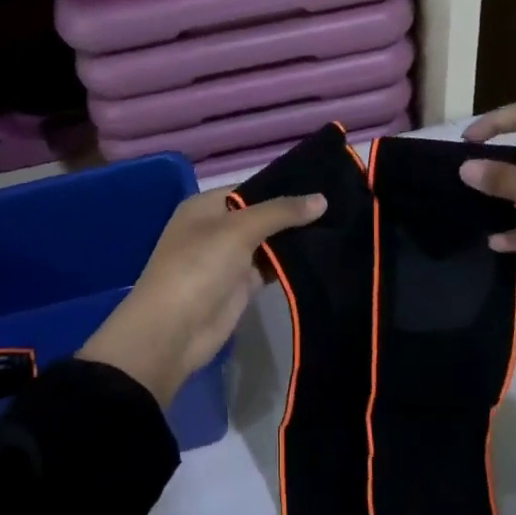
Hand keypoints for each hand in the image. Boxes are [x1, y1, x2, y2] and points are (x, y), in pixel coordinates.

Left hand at [80, 189, 326, 404]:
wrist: (174, 330)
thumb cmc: (198, 266)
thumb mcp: (238, 230)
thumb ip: (280, 212)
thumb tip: (321, 199)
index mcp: (206, 206)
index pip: (251, 188)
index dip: (284, 186)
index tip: (324, 183)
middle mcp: (217, 228)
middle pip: (262, 216)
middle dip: (295, 214)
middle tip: (342, 205)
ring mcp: (229, 259)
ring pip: (269, 243)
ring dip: (297, 240)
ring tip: (340, 227)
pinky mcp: (241, 286)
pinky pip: (271, 268)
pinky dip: (292, 264)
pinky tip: (323, 255)